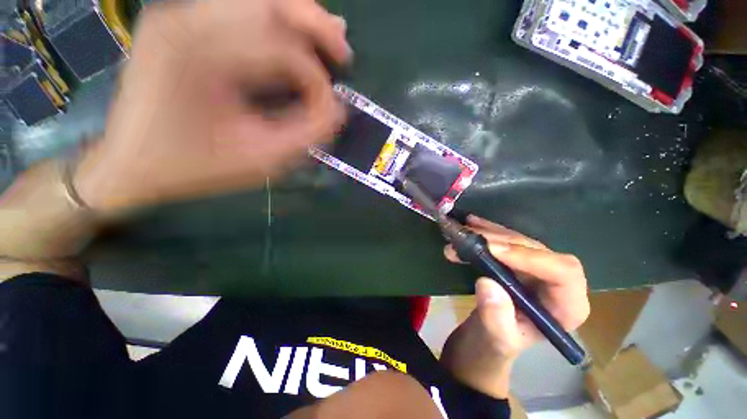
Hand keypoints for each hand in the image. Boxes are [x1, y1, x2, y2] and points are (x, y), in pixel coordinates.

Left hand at [76, 0, 351, 212]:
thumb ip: (307, 132)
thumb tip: (338, 109)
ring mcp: (180, 16)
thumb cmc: (196, 167)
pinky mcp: (182, 24)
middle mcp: (186, 19)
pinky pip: (239, 10)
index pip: (282, 50)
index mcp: (200, 55)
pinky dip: (274, 22)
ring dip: (299, 18)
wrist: (132, 164)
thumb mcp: (261, 159)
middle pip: (269, 1)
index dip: (316, 81)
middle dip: (316, 26)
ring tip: (327, 41)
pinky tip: (293, 39)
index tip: (328, 110)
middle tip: (343, 51)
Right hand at [440, 215, 588, 398]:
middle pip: (537, 250)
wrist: (483, 341)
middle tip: (469, 237)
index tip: (492, 250)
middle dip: (501, 241)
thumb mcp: (494, 340)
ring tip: (463, 231)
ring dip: (489, 233)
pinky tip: (471, 223)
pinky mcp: (516, 263)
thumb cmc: (493, 346)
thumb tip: (487, 282)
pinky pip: (504, 241)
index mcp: (565, 307)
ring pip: (518, 241)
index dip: (530, 257)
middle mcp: (555, 284)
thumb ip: (496, 318)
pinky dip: (486, 231)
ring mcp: (535, 270)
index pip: (564, 273)